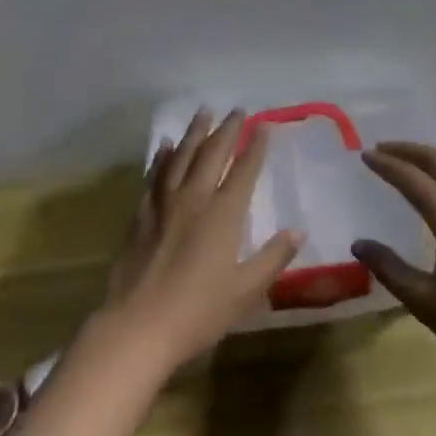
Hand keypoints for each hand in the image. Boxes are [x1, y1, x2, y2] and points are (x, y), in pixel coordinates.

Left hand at [101, 108, 303, 373]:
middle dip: (227, 130)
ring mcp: (164, 203)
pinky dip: (163, 157)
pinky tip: (166, 146)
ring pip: (181, 156)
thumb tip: (297, 231)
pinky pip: (155, 175)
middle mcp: (194, 198)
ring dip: (194, 132)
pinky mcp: (142, 214)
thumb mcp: (245, 291)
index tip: (264, 126)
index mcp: (223, 215)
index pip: (244, 171)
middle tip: (237, 109)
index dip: (255, 147)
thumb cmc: (198, 312)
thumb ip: (272, 258)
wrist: (138, 326)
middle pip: (212, 154)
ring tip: (203, 112)